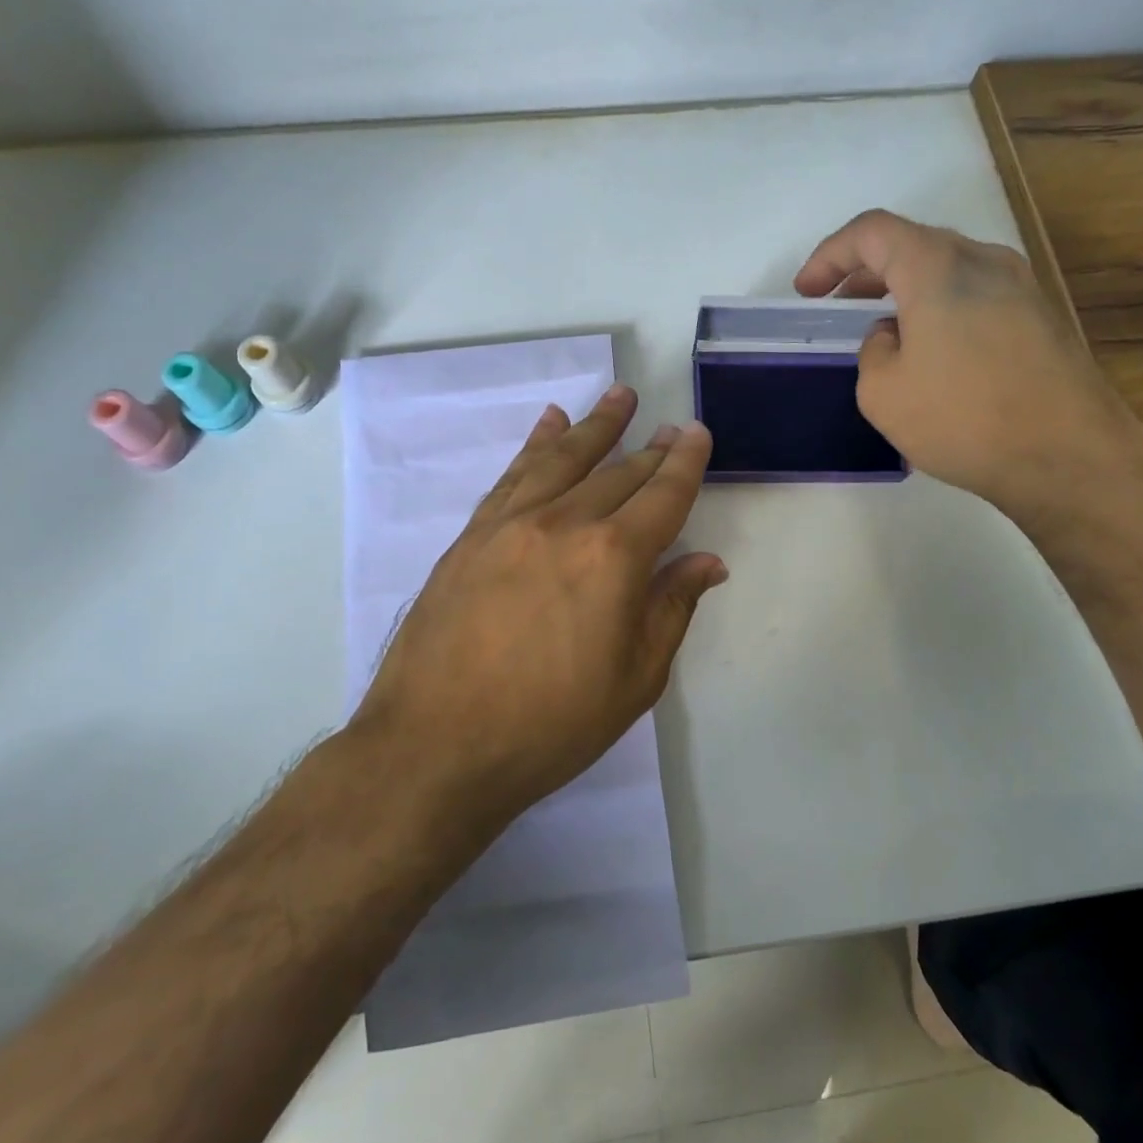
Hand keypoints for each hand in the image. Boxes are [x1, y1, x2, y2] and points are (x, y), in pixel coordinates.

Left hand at [355, 386, 726, 823]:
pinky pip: (512, 475)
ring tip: (618, 396)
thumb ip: (671, 609)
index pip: (662, 495)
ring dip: (595, 425)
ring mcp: (511, 524)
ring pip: (563, 458)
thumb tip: (707, 562)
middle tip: (670, 427)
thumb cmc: (550, 725)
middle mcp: (565, 523)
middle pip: (618, 473)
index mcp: (614, 557)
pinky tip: (549, 425)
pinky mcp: (472, 535)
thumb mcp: (634, 680)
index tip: (697, 434)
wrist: (435, 745)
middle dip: (650, 448)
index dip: (685, 463)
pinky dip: (536, 444)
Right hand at [794, 209, 1142, 528]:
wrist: (1069, 456)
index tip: (807, 291)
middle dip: (865, 271)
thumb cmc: (962, 419)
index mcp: (937, 267)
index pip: (872, 232)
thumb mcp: (882, 392)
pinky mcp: (1040, 317)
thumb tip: (893, 336)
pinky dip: (939, 308)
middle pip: (913, 244)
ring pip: (947, 269)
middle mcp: (984, 260)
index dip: (830, 255)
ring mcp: (1021, 287)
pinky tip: (931, 353)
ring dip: (905, 291)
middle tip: (838, 306)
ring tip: (882, 331)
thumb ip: (873, 350)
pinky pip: (975, 295)